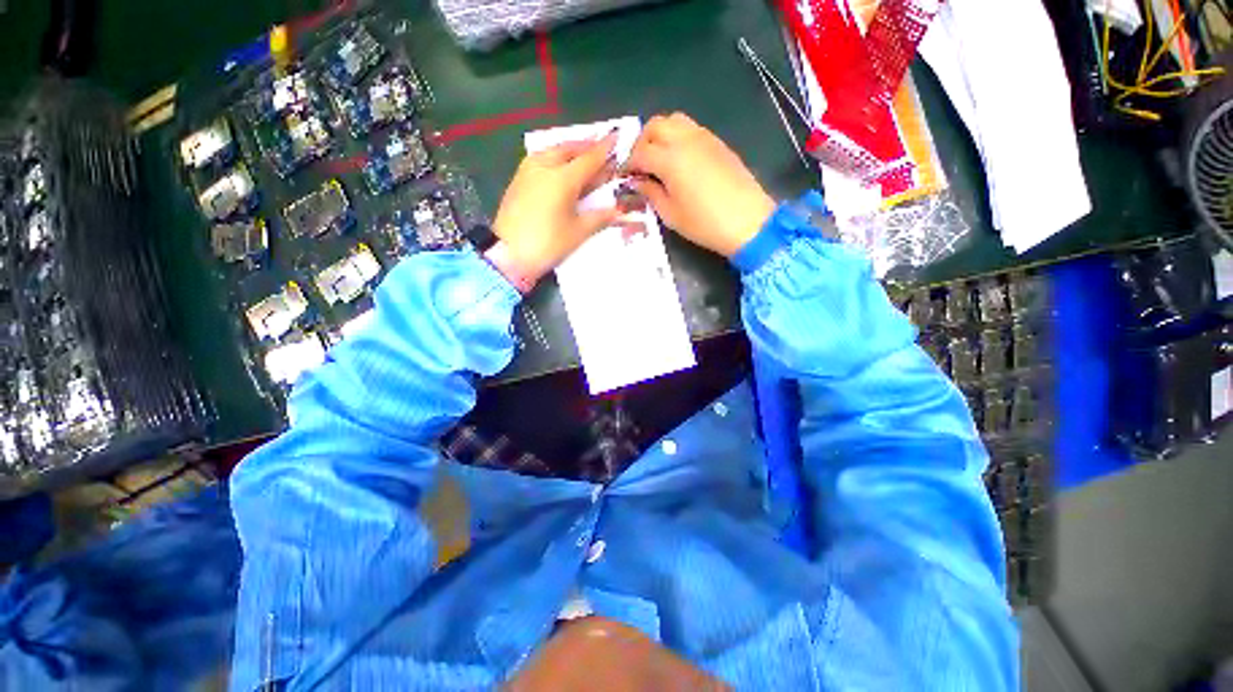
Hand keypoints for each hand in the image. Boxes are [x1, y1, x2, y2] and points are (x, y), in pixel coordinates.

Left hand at [492, 133, 620, 281]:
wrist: (508, 255)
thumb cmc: (547, 244)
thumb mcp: (578, 232)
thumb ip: (600, 217)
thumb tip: (620, 211)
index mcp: (563, 178)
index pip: (590, 158)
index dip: (606, 149)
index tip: (619, 137)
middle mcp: (544, 166)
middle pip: (570, 149)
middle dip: (587, 147)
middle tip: (602, 150)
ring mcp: (528, 171)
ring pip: (553, 151)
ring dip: (570, 151)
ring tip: (583, 158)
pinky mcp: (518, 179)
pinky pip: (541, 159)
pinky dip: (556, 159)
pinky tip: (561, 168)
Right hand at [625, 113, 774, 257]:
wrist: (747, 221)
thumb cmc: (704, 223)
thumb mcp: (670, 214)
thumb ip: (650, 192)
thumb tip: (637, 181)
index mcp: (670, 159)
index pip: (640, 152)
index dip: (627, 164)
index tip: (623, 176)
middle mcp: (685, 139)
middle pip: (655, 125)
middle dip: (641, 142)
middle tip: (639, 164)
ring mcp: (704, 137)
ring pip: (674, 121)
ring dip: (660, 135)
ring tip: (658, 159)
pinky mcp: (718, 143)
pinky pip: (691, 129)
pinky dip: (678, 137)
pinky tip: (678, 160)